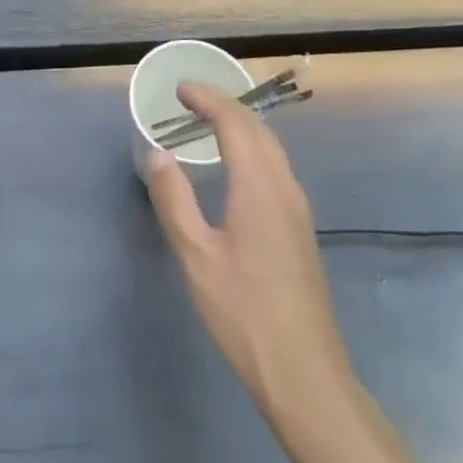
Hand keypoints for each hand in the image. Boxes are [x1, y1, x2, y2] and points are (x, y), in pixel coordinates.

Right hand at [146, 81, 351, 416]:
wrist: (305, 373)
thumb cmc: (244, 312)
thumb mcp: (196, 256)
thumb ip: (174, 200)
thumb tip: (158, 154)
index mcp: (259, 185)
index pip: (234, 121)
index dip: (207, 98)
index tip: (179, 89)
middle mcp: (283, 185)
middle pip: (257, 127)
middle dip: (224, 103)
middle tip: (189, 98)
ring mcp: (297, 207)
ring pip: (271, 145)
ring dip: (240, 123)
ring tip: (209, 121)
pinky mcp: (300, 227)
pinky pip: (275, 165)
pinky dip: (252, 146)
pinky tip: (236, 164)